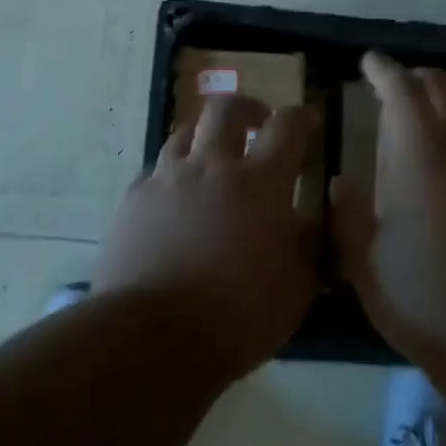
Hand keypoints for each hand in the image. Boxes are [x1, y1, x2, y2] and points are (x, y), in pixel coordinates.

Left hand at [95, 94, 317, 377]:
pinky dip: (173, 172)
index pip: (287, 126)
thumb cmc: (239, 316)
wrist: (154, 338)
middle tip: (258, 122)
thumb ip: (312, 242)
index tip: (310, 120)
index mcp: (260, 183)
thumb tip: (311, 215)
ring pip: (184, 132)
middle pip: (226, 109)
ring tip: (213, 154)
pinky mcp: (133, 201)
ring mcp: (167, 180)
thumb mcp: (298, 286)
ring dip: (205, 134)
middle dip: (247, 107)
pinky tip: (176, 195)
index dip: (302, 117)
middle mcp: (211, 167)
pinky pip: (156, 170)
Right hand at [332, 53, 445, 361]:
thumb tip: (342, 184)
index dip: (385, 71)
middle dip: (423, 78)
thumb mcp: (364, 262)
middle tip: (401, 87)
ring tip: (430, 120)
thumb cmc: (422, 296)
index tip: (370, 62)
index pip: (404, 93)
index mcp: (421, 159)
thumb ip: (348, 216)